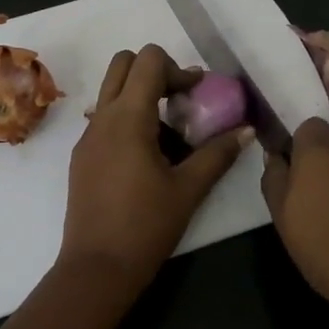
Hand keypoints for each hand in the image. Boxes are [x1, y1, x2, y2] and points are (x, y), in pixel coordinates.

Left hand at [60, 45, 251, 293]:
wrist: (96, 268)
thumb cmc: (146, 226)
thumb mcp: (189, 189)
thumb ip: (218, 154)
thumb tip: (246, 130)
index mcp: (128, 118)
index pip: (148, 60)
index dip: (178, 69)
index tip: (197, 96)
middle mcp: (102, 118)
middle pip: (123, 63)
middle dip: (154, 71)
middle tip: (180, 101)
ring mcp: (87, 137)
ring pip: (110, 92)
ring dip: (140, 95)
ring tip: (169, 131)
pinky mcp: (82, 157)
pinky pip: (104, 119)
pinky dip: (127, 119)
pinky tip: (147, 156)